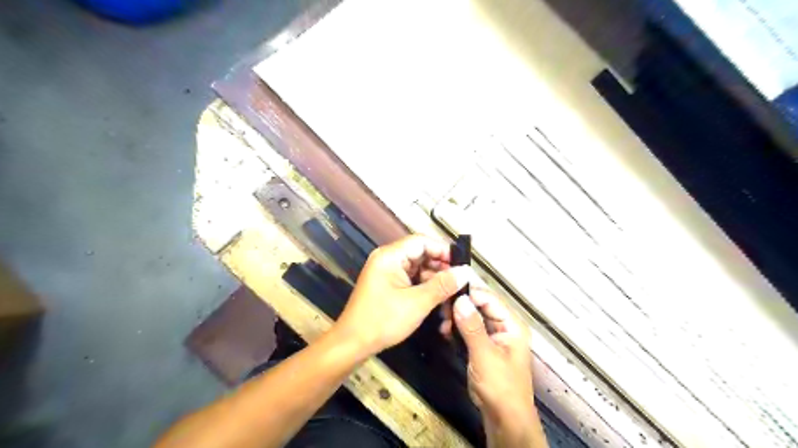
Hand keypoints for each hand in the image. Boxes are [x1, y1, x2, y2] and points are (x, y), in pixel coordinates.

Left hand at [335, 235, 468, 357]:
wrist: (352, 343)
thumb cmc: (382, 320)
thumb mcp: (417, 303)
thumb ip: (442, 285)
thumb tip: (465, 272)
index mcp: (390, 256)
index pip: (421, 241)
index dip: (443, 250)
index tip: (462, 264)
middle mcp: (388, 259)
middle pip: (420, 253)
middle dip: (441, 265)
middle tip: (460, 280)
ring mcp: (387, 271)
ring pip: (418, 267)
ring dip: (435, 278)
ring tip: (453, 291)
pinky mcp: (388, 284)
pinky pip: (411, 278)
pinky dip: (425, 286)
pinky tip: (439, 297)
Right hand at [442, 289, 535, 441]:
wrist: (504, 420)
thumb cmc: (500, 386)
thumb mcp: (484, 354)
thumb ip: (472, 327)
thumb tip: (460, 299)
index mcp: (512, 325)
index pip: (490, 299)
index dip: (470, 294)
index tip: (447, 293)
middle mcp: (504, 327)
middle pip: (481, 307)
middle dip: (461, 307)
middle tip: (441, 310)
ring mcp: (494, 338)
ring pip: (473, 319)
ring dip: (458, 319)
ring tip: (442, 324)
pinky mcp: (484, 348)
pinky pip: (470, 332)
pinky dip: (459, 331)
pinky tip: (446, 333)